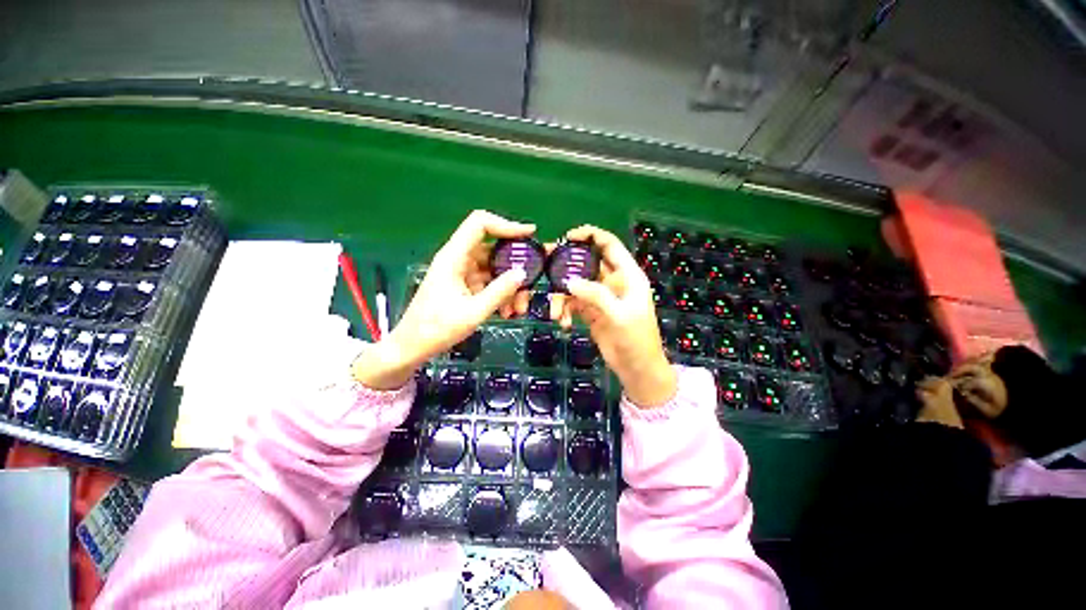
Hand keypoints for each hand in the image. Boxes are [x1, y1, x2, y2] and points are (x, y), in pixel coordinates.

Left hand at [352, 210, 534, 389]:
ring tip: (517, 309)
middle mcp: (458, 260)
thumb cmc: (437, 329)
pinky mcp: (464, 286)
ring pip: (494, 269)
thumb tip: (522, 273)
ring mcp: (462, 273)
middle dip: (515, 267)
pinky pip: (489, 283)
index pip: (480, 224)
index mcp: (454, 257)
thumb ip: (500, 291)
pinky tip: (507, 312)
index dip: (506, 224)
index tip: (530, 234)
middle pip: (493, 250)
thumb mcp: (474, 312)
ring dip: (509, 286)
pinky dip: (501, 294)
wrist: (412, 347)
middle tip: (531, 282)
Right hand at [550, 226, 675, 407]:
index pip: (609, 245)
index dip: (590, 236)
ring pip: (576, 285)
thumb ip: (596, 295)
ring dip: (562, 296)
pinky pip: (572, 303)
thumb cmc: (636, 339)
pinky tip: (563, 323)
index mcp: (627, 275)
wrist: (636, 369)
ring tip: (556, 313)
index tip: (567, 237)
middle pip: (587, 263)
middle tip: (545, 265)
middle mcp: (612, 281)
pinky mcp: (590, 311)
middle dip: (566, 264)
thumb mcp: (619, 315)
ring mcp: (600, 297)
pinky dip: (565, 310)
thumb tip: (569, 281)